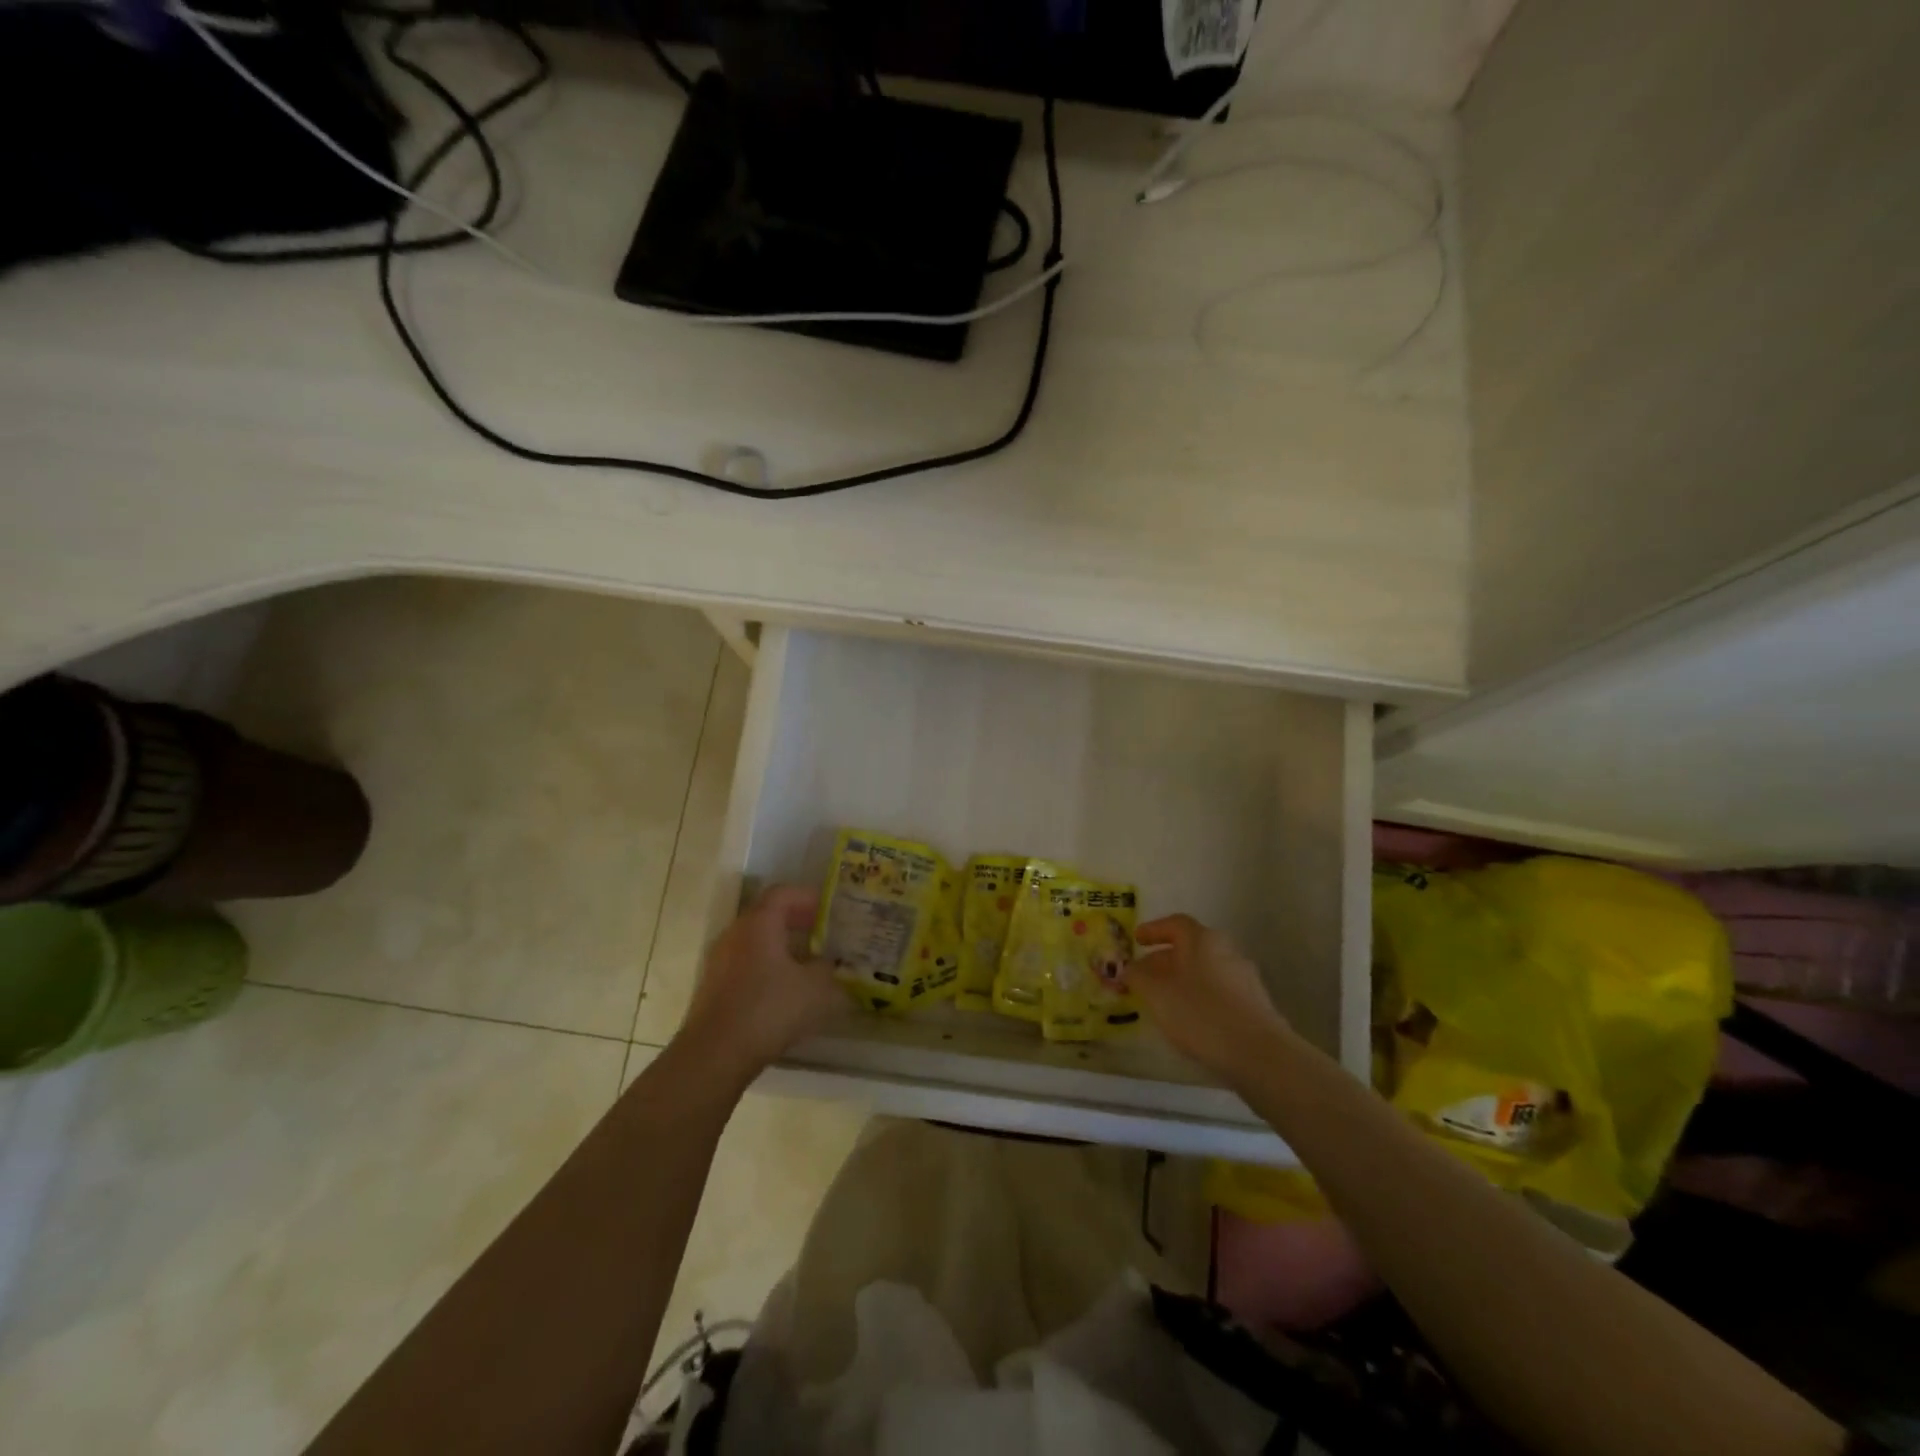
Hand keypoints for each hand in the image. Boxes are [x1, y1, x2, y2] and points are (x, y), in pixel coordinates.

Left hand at [677, 886, 842, 1078]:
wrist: (715, 1055)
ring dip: (781, 946)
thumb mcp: (816, 989)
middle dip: (796, 921)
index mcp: (759, 923)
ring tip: (807, 964)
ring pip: (755, 941)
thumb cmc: (769, 1009)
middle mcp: (735, 933)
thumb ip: (828, 970)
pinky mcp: (713, 987)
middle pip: (767, 915)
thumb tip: (830, 964)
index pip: (783, 893)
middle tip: (822, 934)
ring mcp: (719, 960)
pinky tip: (784, 991)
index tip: (829, 910)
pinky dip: (766, 966)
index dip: (808, 897)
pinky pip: (745, 964)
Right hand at [1125, 914, 1289, 1080]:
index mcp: (1202, 939)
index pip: (1175, 923)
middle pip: (1190, 948)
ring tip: (1164, 1002)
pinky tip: (1191, 1020)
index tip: (1137, 940)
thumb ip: (1138, 976)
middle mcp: (1226, 950)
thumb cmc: (1200, 1013)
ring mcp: (1244, 977)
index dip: (1153, 930)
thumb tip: (1130, 968)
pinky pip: (1219, 991)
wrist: (1258, 1053)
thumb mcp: (1157, 994)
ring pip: (1205, 970)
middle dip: (1164, 960)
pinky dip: (1201, 997)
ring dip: (1183, 980)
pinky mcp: (1255, 1003)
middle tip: (1144, 977)